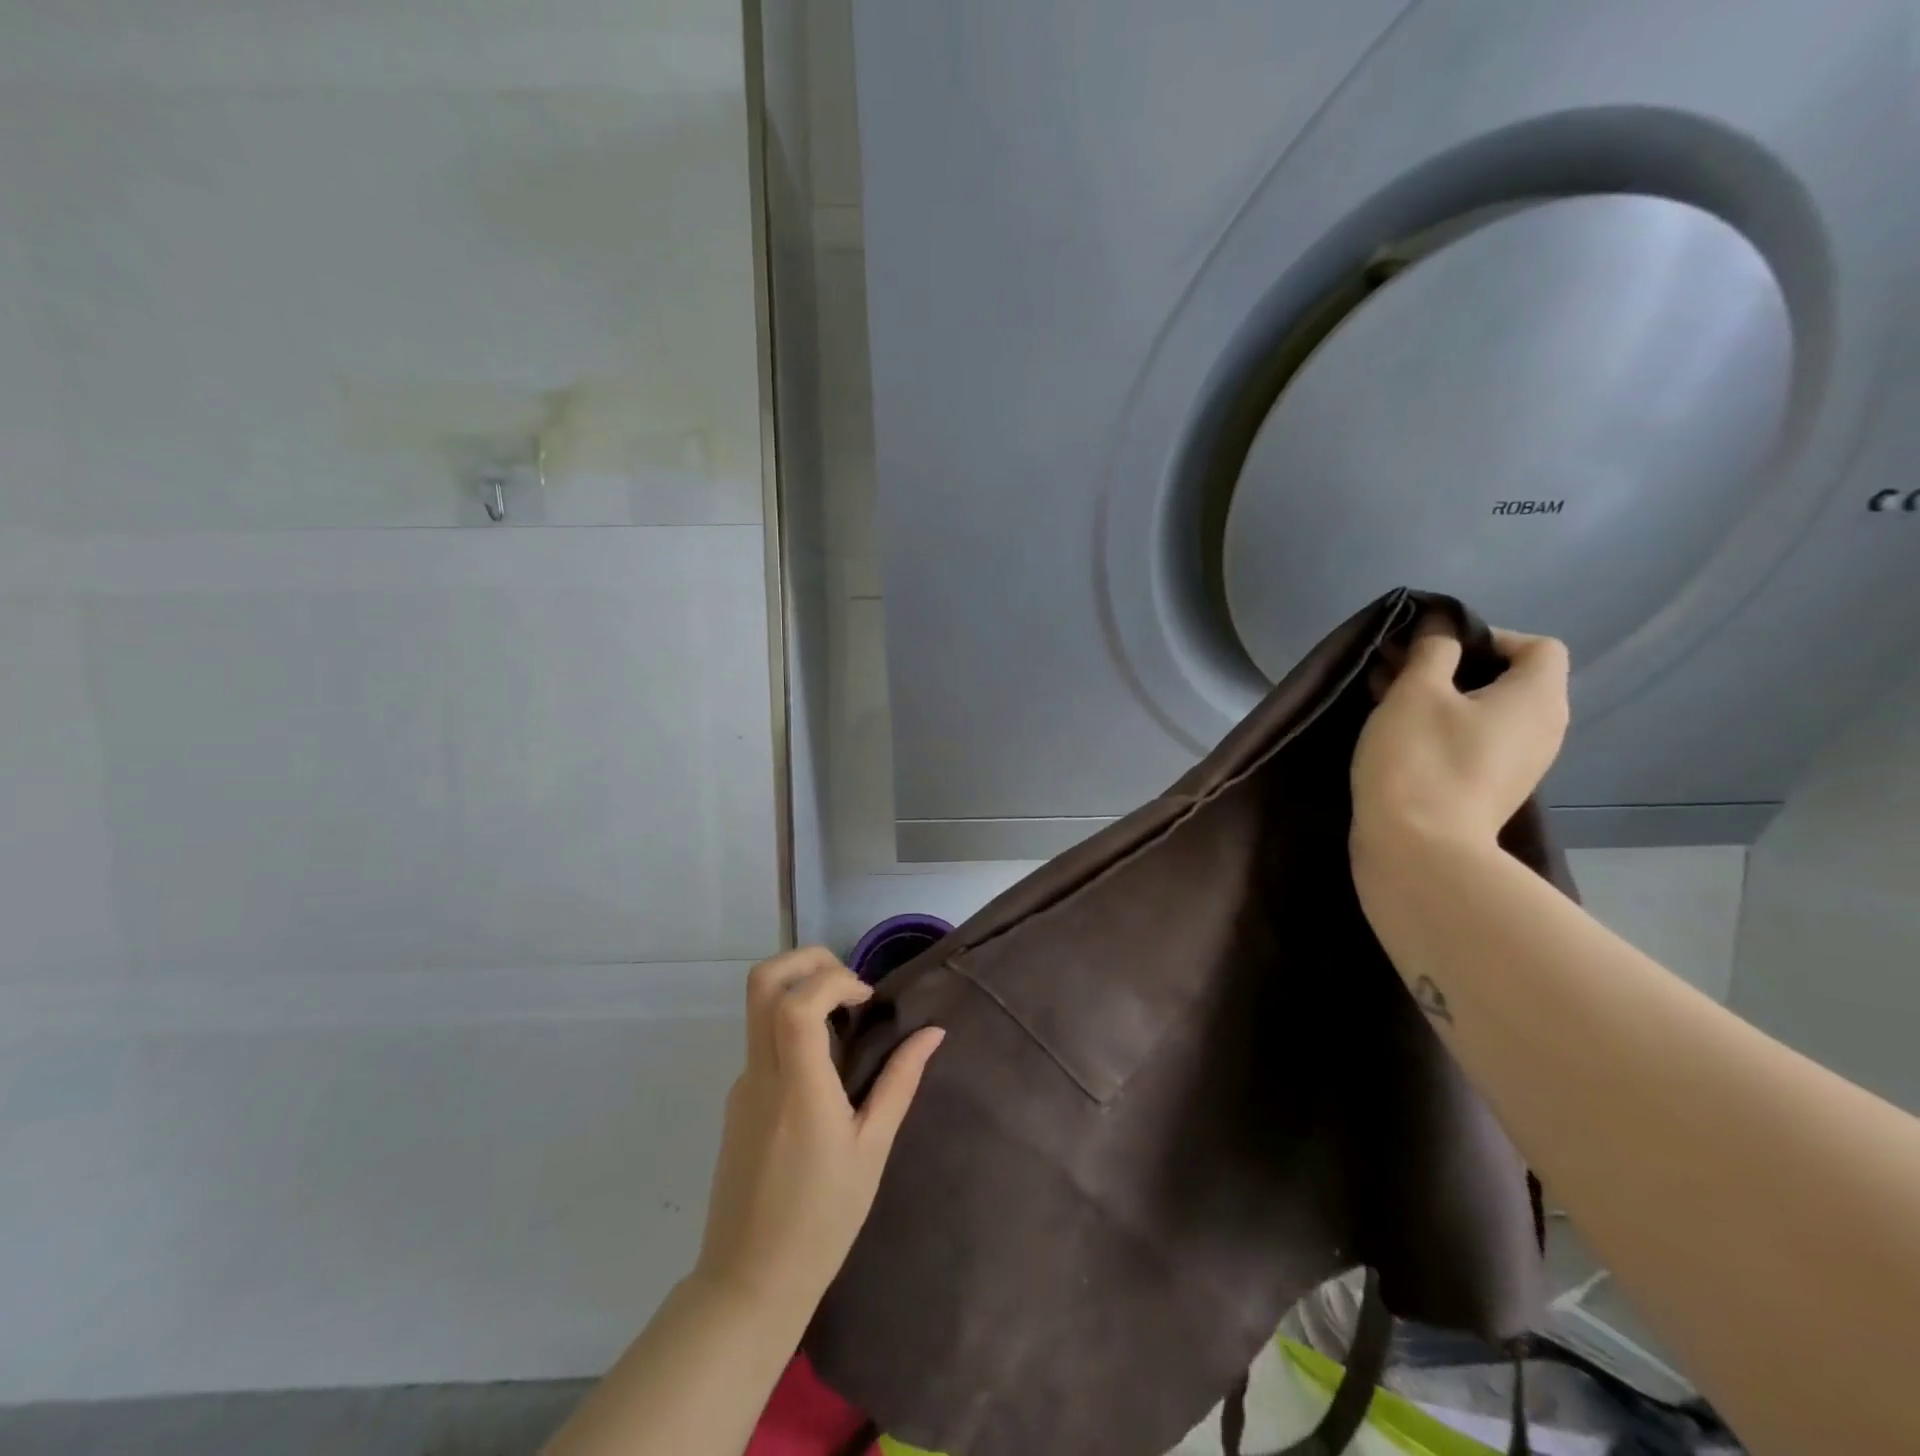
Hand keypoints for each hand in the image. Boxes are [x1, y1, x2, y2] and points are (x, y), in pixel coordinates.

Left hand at [692, 947, 944, 1322]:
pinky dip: (793, 1026)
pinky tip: (826, 1068)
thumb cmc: (822, 1220)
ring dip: (801, 990)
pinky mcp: (737, 1100)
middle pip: (762, 983)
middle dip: (807, 960)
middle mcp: (761, 1074)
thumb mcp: (872, 1150)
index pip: (797, 1002)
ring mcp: (742, 1084)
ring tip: (844, 1021)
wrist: (748, 1282)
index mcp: (798, 1087)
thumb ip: (900, 1083)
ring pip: (758, 1007)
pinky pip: (763, 1041)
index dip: (834, 980)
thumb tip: (932, 1033)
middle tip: (848, 983)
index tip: (867, 999)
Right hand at [1351, 623, 1570, 851]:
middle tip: (1399, 669)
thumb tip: (1442, 628)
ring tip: (1387, 699)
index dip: (1487, 635)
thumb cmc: (1420, 760)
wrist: (1418, 849)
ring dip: (1442, 698)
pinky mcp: (1492, 789)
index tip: (1434, 649)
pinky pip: (1475, 741)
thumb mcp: (1416, 692)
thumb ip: (1432, 651)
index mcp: (1537, 698)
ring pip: (1487, 712)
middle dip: (1453, 666)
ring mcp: (1520, 764)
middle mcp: (1543, 728)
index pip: (1537, 646)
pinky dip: (1444, 728)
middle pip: (1509, 678)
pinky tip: (1398, 734)